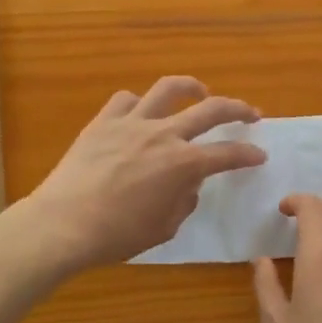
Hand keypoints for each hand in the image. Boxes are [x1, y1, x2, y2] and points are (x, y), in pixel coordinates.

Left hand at [26, 76, 265, 271]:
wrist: (62, 224)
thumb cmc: (116, 235)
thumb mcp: (163, 229)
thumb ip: (183, 201)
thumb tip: (188, 184)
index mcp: (182, 164)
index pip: (227, 154)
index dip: (248, 154)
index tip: (259, 155)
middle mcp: (163, 134)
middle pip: (211, 109)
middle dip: (238, 109)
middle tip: (251, 114)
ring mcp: (132, 123)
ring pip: (168, 89)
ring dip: (191, 86)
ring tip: (200, 91)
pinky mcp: (103, 122)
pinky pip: (125, 100)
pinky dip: (139, 103)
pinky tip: (141, 113)